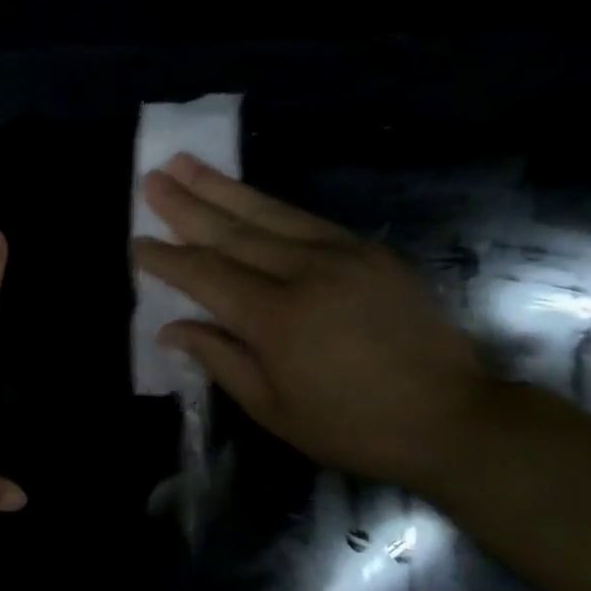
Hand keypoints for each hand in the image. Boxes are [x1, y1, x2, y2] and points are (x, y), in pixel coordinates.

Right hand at [132, 155, 492, 493]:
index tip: (136, 242)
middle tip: (152, 178)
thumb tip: (171, 328)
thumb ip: (219, 359)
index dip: (167, 258)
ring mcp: (343, 255)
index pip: (206, 275)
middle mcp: (305, 273)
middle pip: (233, 231)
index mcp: (275, 319)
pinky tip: (248, 196)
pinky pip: (307, 220)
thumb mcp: (273, 409)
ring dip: (224, 187)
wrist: (453, 417)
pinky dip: (269, 206)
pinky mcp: (370, 251)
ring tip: (188, 163)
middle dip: (187, 204)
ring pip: (269, 213)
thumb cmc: (352, 426)